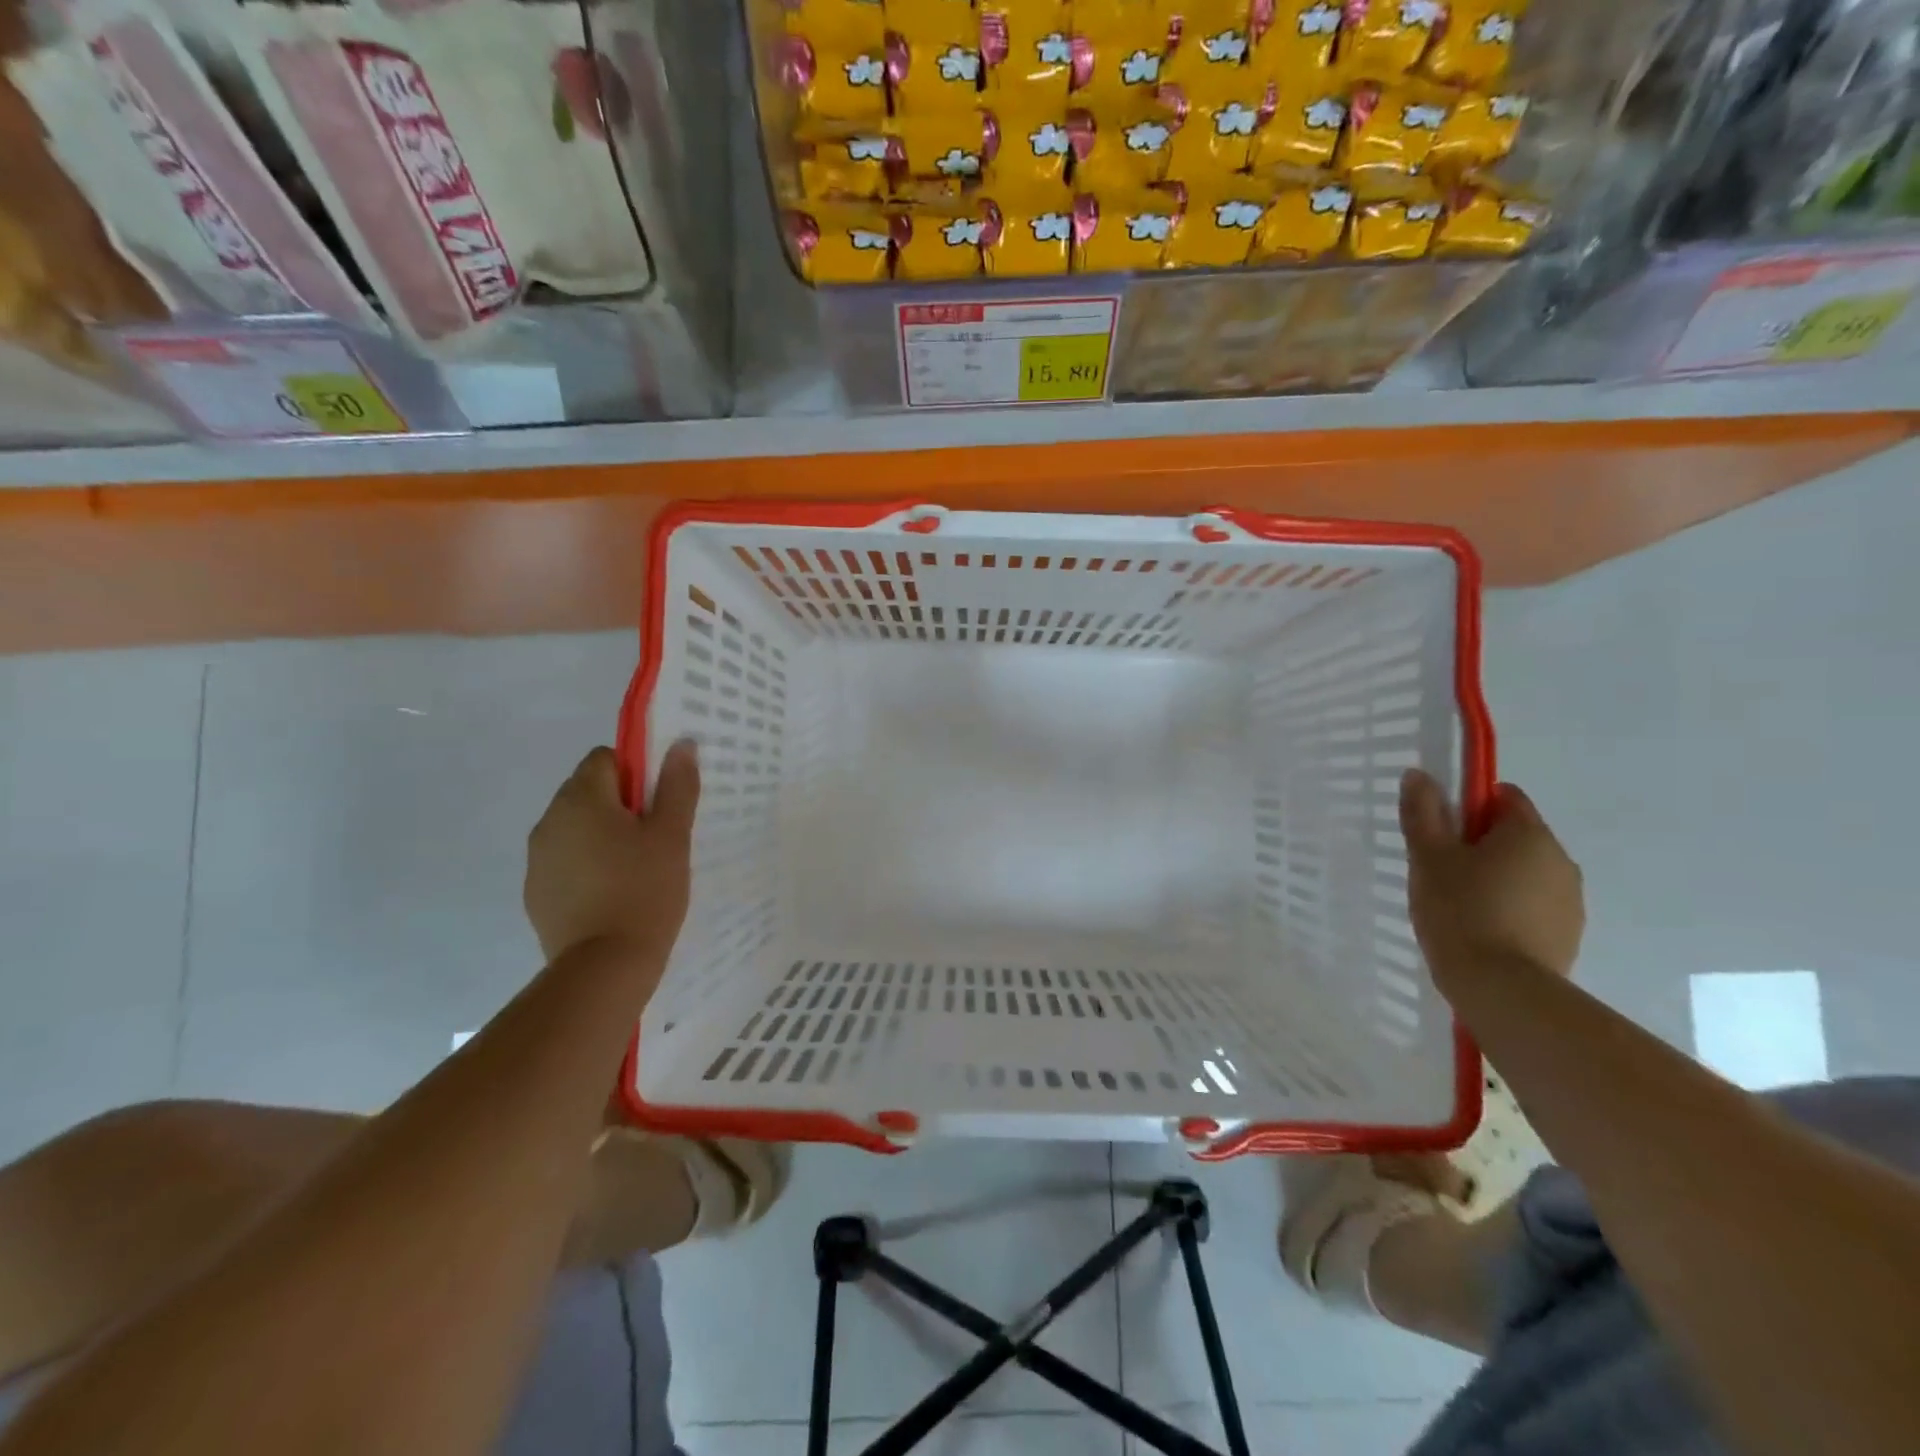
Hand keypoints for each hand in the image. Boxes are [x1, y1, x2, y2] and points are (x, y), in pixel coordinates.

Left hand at [523, 742, 699, 962]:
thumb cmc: (645, 890)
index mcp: (581, 799)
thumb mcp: (673, 835)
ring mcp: (537, 859)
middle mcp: (549, 820)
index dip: (636, 773)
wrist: (604, 967)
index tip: (659, 804)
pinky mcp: (536, 893)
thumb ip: (677, 786)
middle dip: (620, 804)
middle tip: (655, 837)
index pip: (605, 758)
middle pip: (587, 791)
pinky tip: (612, 895)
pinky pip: (565, 861)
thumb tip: (681, 744)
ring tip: (636, 869)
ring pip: (576, 828)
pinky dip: (587, 866)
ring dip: (602, 835)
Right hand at [1400, 769, 1584, 987]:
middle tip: (1439, 870)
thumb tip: (1419, 774)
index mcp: (1530, 834)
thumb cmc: (1461, 911)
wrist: (1502, 989)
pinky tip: (1479, 930)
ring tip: (1457, 906)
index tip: (1440, 830)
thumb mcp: (1428, 857)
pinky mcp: (1567, 935)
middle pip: (1515, 836)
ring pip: (1524, 873)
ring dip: (1495, 878)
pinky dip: (1509, 909)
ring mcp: (1570, 901)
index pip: (1504, 797)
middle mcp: (1560, 860)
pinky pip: (1532, 906)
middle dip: (1479, 845)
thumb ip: (1423, 813)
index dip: (1469, 806)